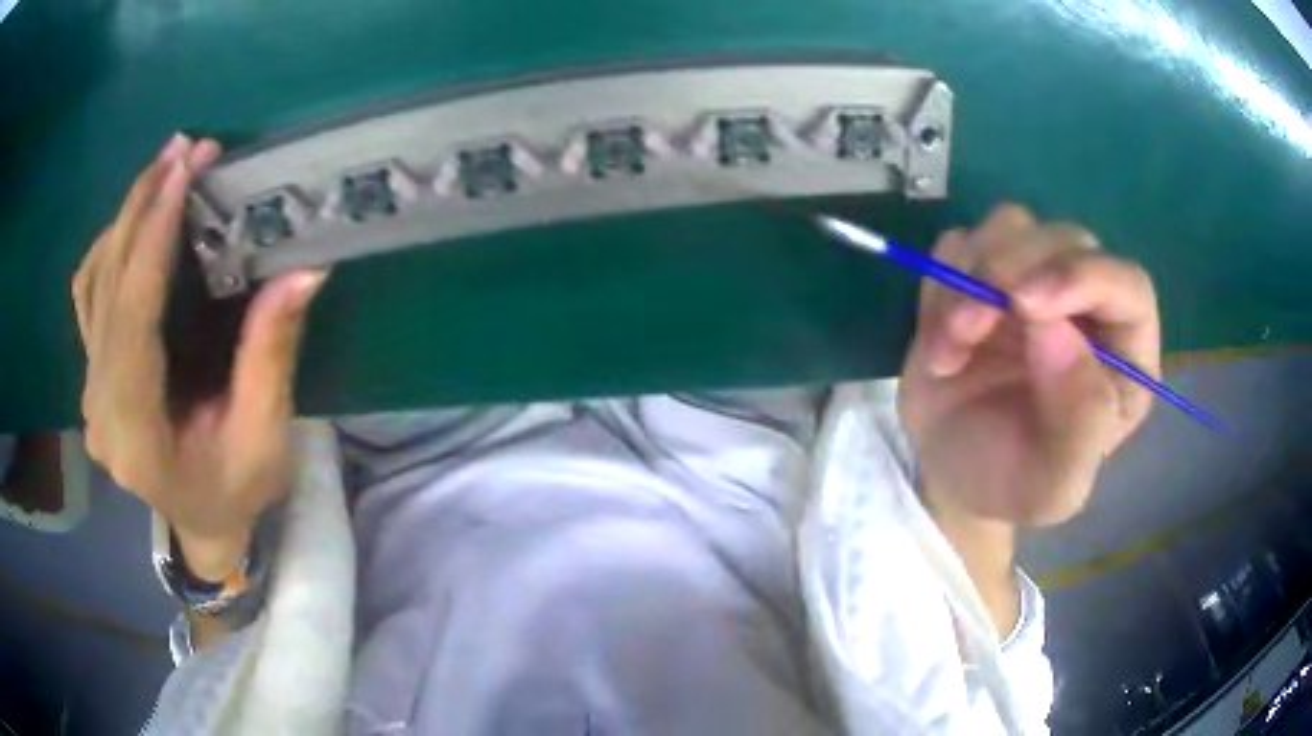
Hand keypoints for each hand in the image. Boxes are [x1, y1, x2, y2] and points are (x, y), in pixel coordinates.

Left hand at [73, 134, 328, 579]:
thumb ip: (269, 358)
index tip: (182, 172)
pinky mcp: (92, 377)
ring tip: (164, 169)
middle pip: (106, 291)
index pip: (133, 321)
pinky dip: (109, 248)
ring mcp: (90, 393)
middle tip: (183, 149)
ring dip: (125, 218)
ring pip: (93, 285)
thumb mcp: (264, 439)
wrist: (200, 525)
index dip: (152, 240)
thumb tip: (304, 272)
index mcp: (137, 437)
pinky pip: (88, 297)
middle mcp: (100, 410)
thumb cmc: (236, 492)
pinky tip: (135, 219)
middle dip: (141, 209)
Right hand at [899, 205, 1158, 527]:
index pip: (1127, 286)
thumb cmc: (1012, 483)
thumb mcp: (1052, 487)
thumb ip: (1077, 425)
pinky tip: (940, 337)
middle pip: (1066, 240)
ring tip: (951, 344)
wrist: (950, 474)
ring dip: (970, 276)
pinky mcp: (984, 274)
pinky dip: (942, 281)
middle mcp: (1088, 307)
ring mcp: (1034, 282)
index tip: (1026, 301)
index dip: (1084, 276)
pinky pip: (961, 244)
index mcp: (1124, 356)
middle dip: (1012, 272)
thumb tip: (1060, 332)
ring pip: (1012, 227)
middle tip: (967, 326)